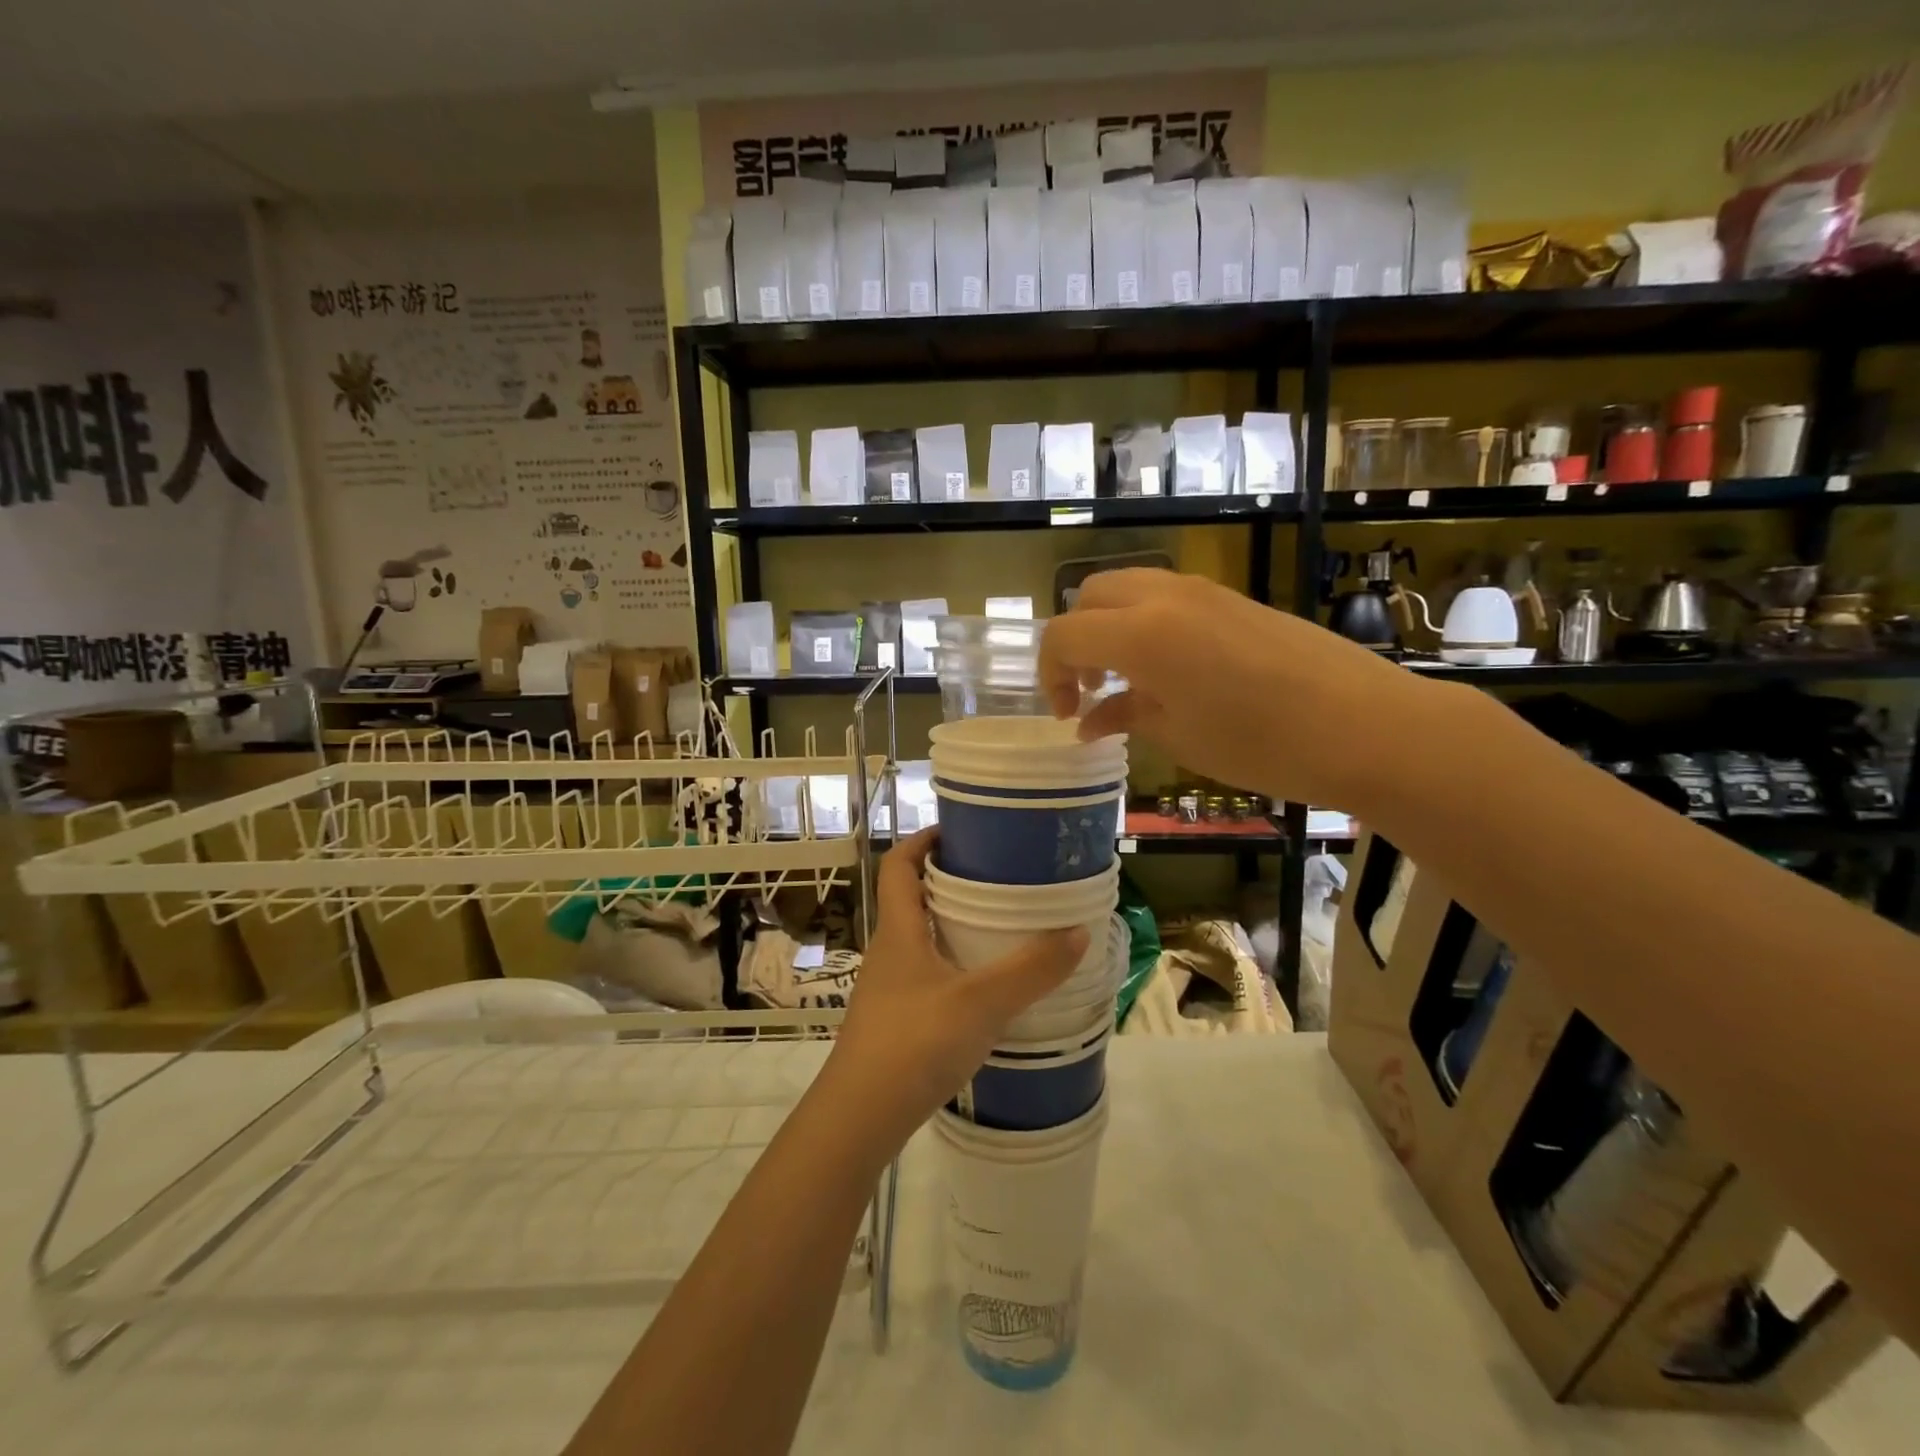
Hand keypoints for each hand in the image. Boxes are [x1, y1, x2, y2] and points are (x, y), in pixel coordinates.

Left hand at [821, 829, 1087, 1151]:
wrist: (860, 1117)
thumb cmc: (914, 1043)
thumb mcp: (981, 1002)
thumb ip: (1032, 969)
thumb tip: (1079, 930)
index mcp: (899, 930)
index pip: (898, 864)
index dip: (923, 839)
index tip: (961, 830)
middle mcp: (889, 950)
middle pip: (911, 897)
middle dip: (949, 880)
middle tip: (997, 876)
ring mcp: (889, 988)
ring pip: (920, 938)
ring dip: (952, 924)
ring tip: (999, 925)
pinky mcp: (896, 1019)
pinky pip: (926, 973)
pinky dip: (953, 964)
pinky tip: (984, 985)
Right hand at [1038, 568, 1441, 814]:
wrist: (1366, 726)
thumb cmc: (1262, 743)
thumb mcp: (1179, 737)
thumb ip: (1124, 716)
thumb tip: (1088, 721)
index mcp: (1141, 634)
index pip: (1064, 635)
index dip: (1050, 674)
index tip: (1066, 713)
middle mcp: (1165, 597)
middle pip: (1090, 596)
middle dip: (1075, 641)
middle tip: (1089, 690)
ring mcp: (1203, 591)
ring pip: (1129, 589)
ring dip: (1109, 627)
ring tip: (1126, 681)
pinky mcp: (1233, 598)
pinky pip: (1167, 598)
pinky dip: (1146, 624)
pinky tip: (1169, 672)